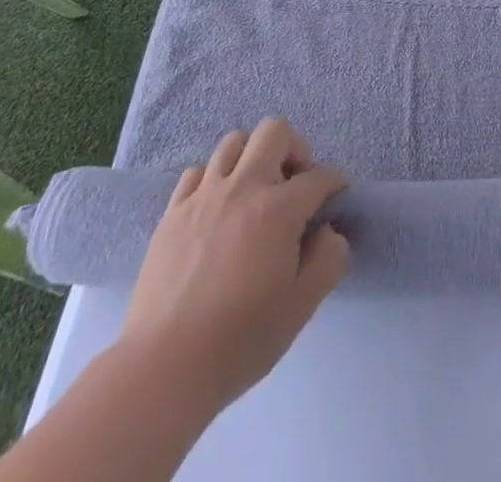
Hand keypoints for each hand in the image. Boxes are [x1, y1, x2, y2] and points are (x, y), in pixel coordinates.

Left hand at [120, 118, 349, 414]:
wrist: (163, 369)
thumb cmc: (239, 340)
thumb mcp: (301, 307)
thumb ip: (328, 260)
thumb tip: (329, 232)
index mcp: (278, 210)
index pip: (319, 177)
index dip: (335, 183)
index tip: (337, 197)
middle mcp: (243, 187)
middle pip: (274, 132)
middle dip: (295, 149)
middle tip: (295, 184)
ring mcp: (203, 196)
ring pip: (234, 142)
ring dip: (252, 157)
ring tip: (255, 192)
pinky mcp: (172, 212)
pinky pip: (197, 172)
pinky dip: (213, 179)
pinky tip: (217, 208)